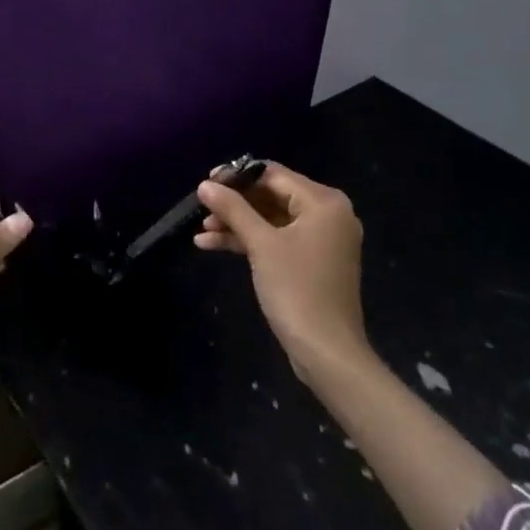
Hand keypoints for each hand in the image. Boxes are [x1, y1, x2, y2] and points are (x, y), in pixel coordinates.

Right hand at [195, 163, 369, 377]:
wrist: (327, 353)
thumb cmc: (297, 289)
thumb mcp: (260, 244)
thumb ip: (233, 209)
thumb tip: (205, 184)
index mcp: (324, 203)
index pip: (273, 175)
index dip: (237, 177)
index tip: (206, 183)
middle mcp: (328, 215)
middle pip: (271, 196)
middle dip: (235, 204)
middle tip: (202, 208)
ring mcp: (321, 240)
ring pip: (271, 220)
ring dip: (237, 224)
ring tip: (202, 229)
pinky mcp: (312, 262)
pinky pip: (277, 239)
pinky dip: (250, 241)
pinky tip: (213, 245)